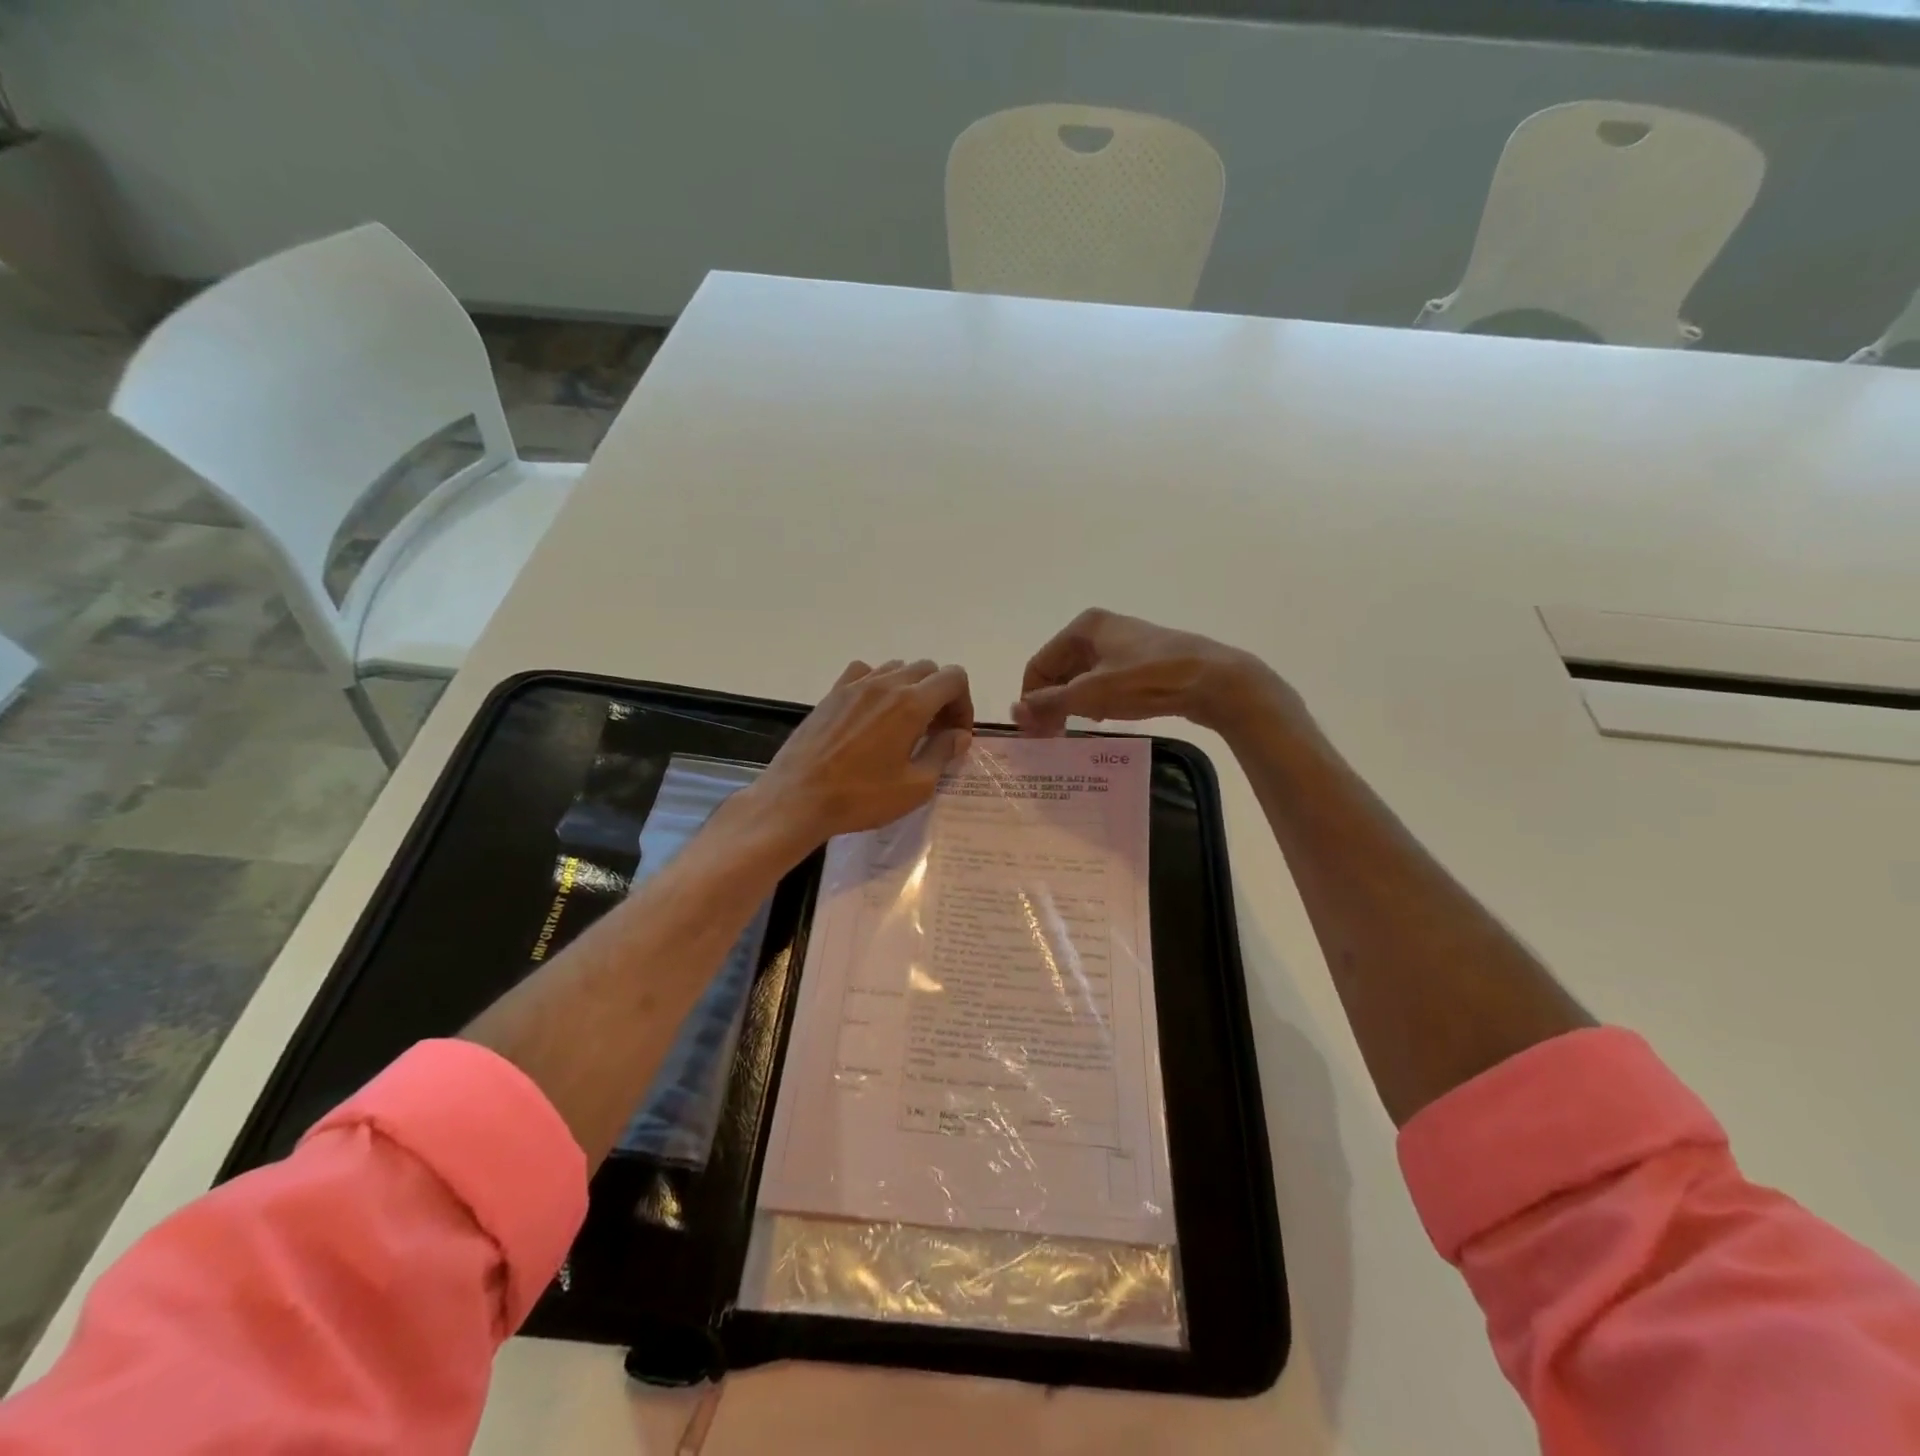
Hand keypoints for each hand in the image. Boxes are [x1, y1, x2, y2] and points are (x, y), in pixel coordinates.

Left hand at [752, 659, 973, 848]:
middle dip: (941, 696)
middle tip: (935, 732)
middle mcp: (885, 684)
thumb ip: (942, 753)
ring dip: (911, 689)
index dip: (964, 704)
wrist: (797, 799)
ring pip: (897, 668)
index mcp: (911, 704)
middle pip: (928, 670)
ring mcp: (855, 685)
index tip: (956, 734)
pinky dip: (878, 684)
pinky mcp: (832, 693)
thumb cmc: (861, 797)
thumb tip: (959, 735)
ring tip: (905, 724)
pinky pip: (865, 672)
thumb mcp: (915, 787)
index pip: (954, 678)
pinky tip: (873, 713)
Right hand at [1012, 608, 1282, 735]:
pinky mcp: (1141, 660)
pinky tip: (1102, 718)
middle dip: (1052, 702)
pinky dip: (1095, 700)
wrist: (1213, 680)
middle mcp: (1099, 629)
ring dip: (1073, 704)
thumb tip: (1014, 711)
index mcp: (1082, 627)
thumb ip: (1049, 702)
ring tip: (1076, 729)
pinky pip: (1104, 681)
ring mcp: (1123, 643)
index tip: (1033, 732)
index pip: (1038, 664)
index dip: (1031, 698)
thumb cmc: (1146, 681)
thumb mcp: (1091, 694)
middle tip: (1052, 736)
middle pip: (1059, 670)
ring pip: (1081, 677)